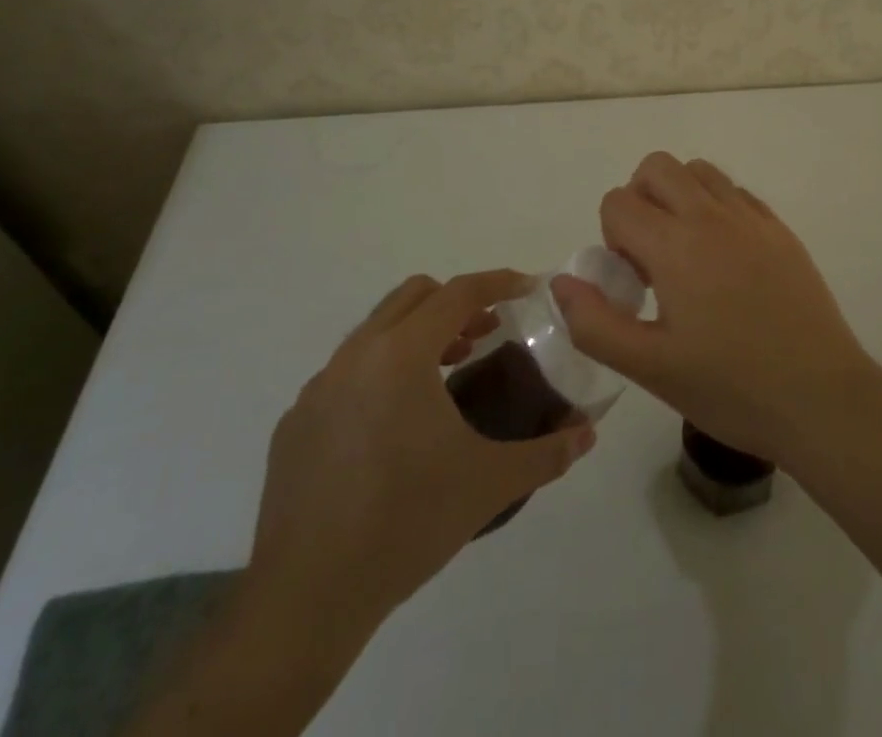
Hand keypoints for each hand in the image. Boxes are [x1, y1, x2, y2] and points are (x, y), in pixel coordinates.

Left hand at [244, 270, 595, 631]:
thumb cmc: (407, 524)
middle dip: (456, 303)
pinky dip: (380, 372)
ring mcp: (318, 388)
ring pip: (376, 331)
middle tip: (486, 333)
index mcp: (401, 355)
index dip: (498, 283)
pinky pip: (346, 373)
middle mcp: (356, 355)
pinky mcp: (295, 423)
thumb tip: (587, 434)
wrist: (307, 598)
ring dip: (418, 335)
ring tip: (446, 374)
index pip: (458, 293)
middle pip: (413, 296)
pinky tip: (394, 425)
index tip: (527, 288)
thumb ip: (547, 453)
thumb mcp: (490, 483)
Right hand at [551, 153, 881, 467]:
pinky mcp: (780, 229)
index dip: (611, 238)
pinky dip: (716, 207)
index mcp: (675, 244)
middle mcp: (711, 215)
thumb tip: (562, 282)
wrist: (822, 399)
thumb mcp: (650, 368)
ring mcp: (751, 217)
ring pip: (699, 171)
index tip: (633, 282)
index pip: (618, 201)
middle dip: (639, 200)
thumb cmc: (731, 388)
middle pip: (656, 167)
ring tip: (686, 253)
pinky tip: (725, 260)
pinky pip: (735, 192)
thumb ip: (594, 323)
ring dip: (678, 196)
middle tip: (650, 256)